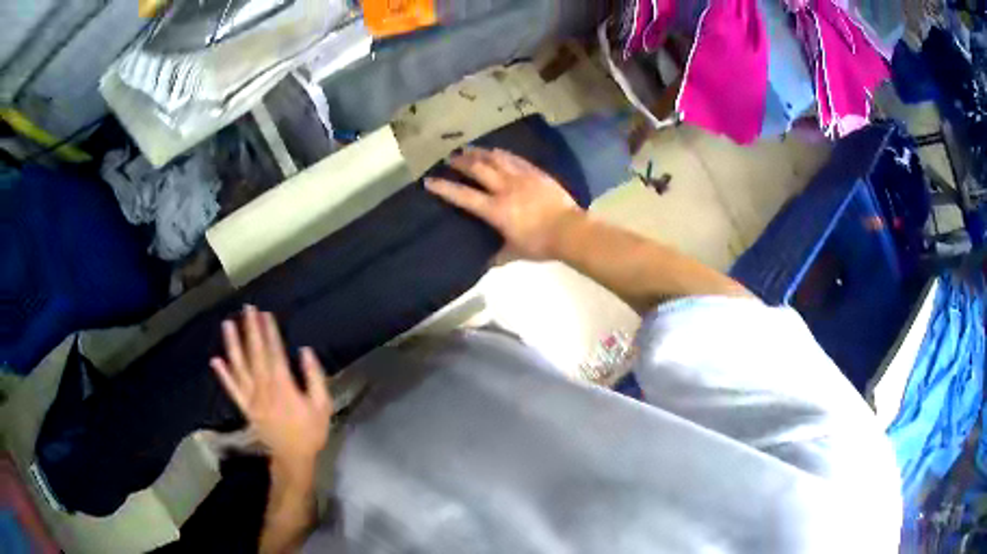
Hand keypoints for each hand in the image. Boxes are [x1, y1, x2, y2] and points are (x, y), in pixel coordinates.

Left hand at [211, 306, 332, 472]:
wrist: (292, 458)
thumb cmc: (310, 432)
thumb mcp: (322, 406)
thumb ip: (314, 378)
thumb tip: (305, 351)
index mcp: (283, 386)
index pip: (275, 353)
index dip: (269, 332)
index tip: (264, 313)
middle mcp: (263, 388)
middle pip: (255, 354)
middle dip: (251, 330)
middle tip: (247, 309)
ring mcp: (251, 398)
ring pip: (239, 367)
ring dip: (233, 345)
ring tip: (228, 324)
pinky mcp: (245, 407)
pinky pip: (232, 389)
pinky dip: (223, 375)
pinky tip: (216, 361)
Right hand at [425, 147, 585, 259]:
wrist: (571, 231)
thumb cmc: (541, 244)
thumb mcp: (514, 253)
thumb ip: (498, 256)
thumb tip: (485, 262)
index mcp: (495, 210)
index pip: (464, 196)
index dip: (444, 188)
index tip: (429, 181)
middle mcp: (504, 189)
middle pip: (478, 169)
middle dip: (461, 162)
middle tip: (450, 158)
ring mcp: (521, 178)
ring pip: (495, 159)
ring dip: (479, 153)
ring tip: (468, 149)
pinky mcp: (536, 173)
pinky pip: (515, 159)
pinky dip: (502, 153)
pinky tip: (495, 150)